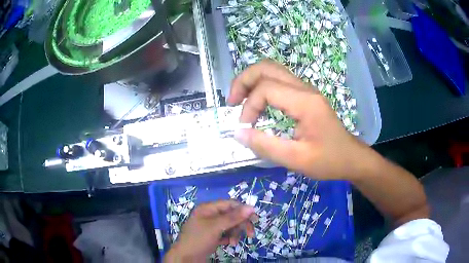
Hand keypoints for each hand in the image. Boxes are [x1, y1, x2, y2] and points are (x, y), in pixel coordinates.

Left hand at [165, 200, 255, 261]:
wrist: (186, 258)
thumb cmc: (198, 239)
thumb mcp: (216, 227)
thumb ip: (233, 217)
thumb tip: (251, 207)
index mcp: (208, 208)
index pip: (230, 204)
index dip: (243, 210)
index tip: (255, 219)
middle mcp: (209, 215)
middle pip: (231, 215)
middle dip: (240, 225)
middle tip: (250, 234)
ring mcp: (210, 226)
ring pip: (230, 226)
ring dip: (235, 234)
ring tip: (233, 243)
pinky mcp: (212, 236)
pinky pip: (225, 234)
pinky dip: (229, 238)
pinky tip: (227, 244)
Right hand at [228, 60, 369, 179]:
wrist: (351, 158)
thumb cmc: (328, 161)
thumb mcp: (296, 159)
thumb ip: (265, 146)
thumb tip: (238, 133)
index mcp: (305, 102)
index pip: (266, 88)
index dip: (249, 106)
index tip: (245, 128)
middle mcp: (305, 89)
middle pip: (266, 67)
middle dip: (243, 80)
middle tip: (231, 101)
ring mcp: (306, 90)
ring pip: (272, 70)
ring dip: (251, 81)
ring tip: (239, 101)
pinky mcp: (305, 96)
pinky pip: (279, 81)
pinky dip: (262, 87)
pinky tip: (257, 104)